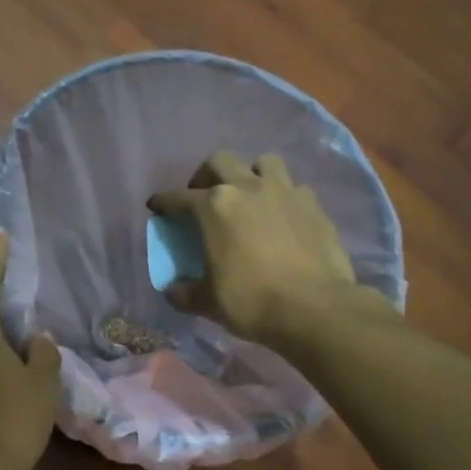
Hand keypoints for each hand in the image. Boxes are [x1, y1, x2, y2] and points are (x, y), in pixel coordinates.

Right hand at [149, 151, 364, 341]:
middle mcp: (247, 188)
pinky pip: (294, 188)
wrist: (314, 308)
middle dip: (205, 176)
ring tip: (248, 197)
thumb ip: (184, 292)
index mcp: (214, 207)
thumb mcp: (206, 303)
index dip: (163, 202)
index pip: (179, 198)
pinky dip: (283, 197)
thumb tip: (173, 290)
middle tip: (203, 196)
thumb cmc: (250, 301)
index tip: (156, 206)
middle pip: (220, 162)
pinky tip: (281, 217)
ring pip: (263, 163)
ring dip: (250, 174)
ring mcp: (284, 192)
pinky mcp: (314, 205)